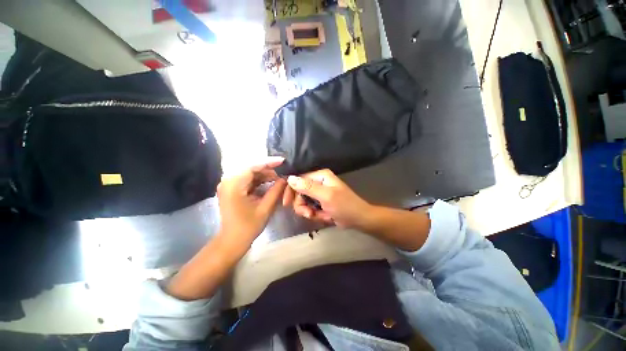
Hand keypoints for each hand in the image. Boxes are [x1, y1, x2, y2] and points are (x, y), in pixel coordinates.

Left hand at [216, 157, 286, 246]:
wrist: (232, 241)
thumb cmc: (248, 227)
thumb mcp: (265, 208)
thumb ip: (276, 190)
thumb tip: (286, 178)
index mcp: (234, 185)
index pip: (252, 167)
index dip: (269, 162)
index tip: (283, 161)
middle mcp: (228, 181)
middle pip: (251, 168)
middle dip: (268, 168)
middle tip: (284, 170)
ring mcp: (229, 184)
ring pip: (250, 172)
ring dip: (265, 174)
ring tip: (280, 176)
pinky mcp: (232, 188)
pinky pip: (248, 179)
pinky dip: (259, 179)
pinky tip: (271, 181)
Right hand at [283, 169, 371, 228]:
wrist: (358, 219)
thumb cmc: (345, 206)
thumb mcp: (326, 196)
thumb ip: (308, 187)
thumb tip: (290, 178)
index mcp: (320, 176)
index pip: (298, 179)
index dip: (291, 190)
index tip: (286, 203)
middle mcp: (318, 182)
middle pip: (299, 192)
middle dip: (301, 205)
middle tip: (308, 214)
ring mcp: (319, 193)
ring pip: (303, 201)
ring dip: (308, 211)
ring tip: (317, 216)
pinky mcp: (320, 202)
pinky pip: (309, 208)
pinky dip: (314, 214)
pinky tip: (323, 217)